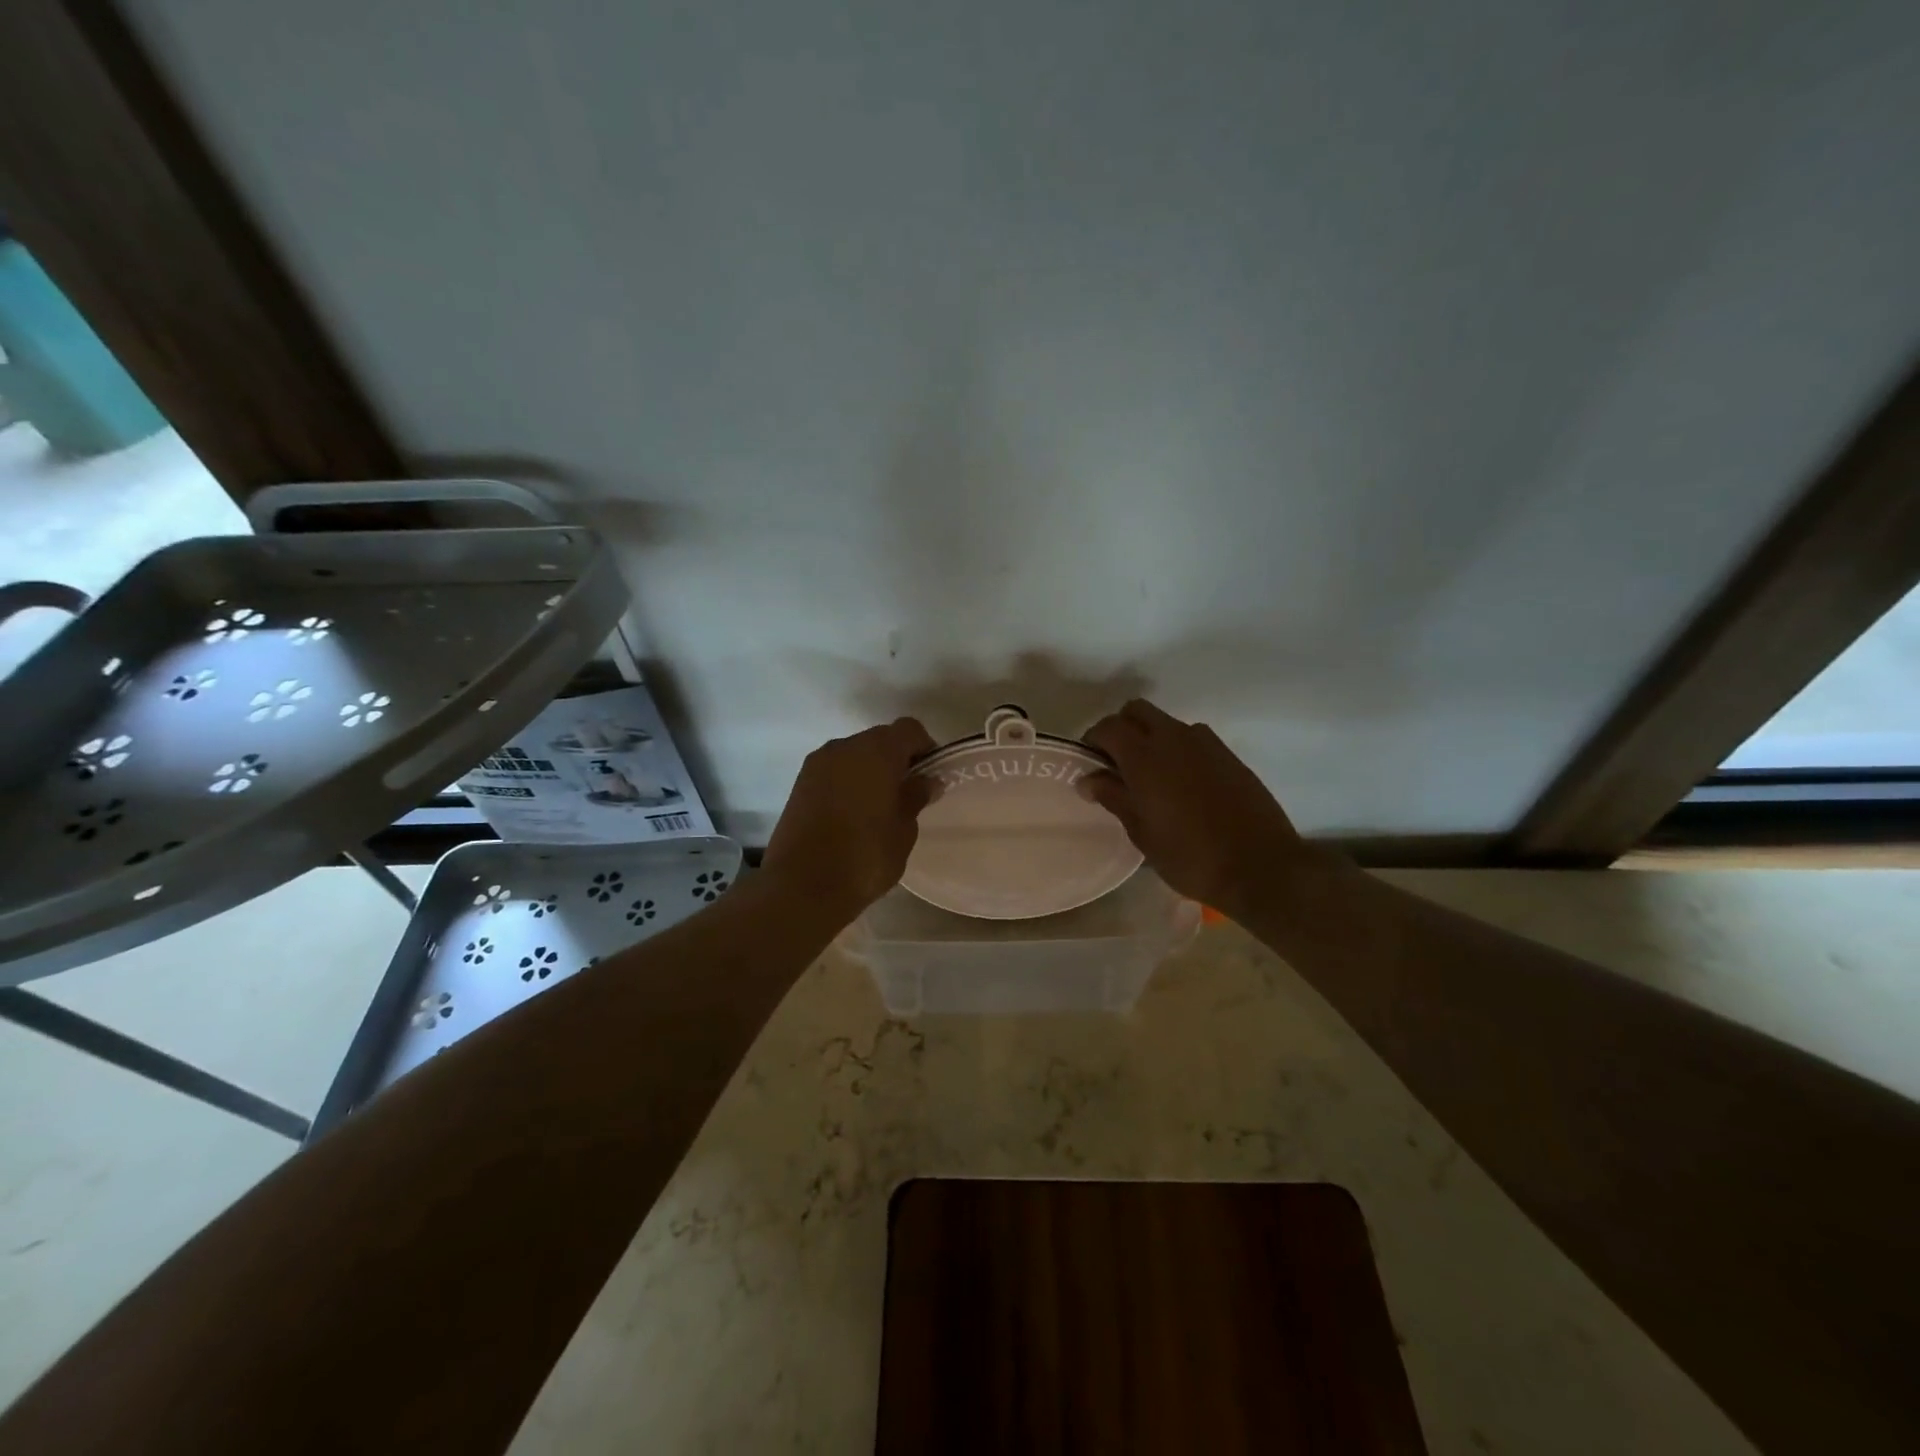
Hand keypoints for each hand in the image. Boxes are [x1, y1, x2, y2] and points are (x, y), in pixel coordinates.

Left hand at [763, 717, 937, 915]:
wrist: (801, 886)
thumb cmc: (864, 857)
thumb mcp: (903, 830)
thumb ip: (915, 797)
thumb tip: (926, 781)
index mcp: (876, 751)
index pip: (909, 729)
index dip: (924, 748)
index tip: (930, 776)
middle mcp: (844, 747)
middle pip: (879, 739)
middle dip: (896, 759)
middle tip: (907, 793)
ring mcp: (817, 764)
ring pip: (854, 755)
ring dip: (870, 771)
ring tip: (879, 807)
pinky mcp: (799, 783)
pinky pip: (834, 771)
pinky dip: (848, 782)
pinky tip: (853, 814)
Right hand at [1082, 700, 1319, 916]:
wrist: (1261, 866)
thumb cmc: (1190, 856)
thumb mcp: (1142, 833)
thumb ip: (1113, 797)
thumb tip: (1088, 778)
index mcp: (1145, 757)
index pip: (1108, 727)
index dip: (1093, 741)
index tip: (1090, 765)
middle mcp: (1174, 738)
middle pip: (1137, 711)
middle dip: (1121, 729)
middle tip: (1117, 765)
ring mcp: (1205, 743)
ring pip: (1166, 723)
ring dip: (1151, 738)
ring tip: (1152, 778)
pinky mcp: (1228, 754)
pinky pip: (1192, 738)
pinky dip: (1178, 749)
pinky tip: (1182, 785)